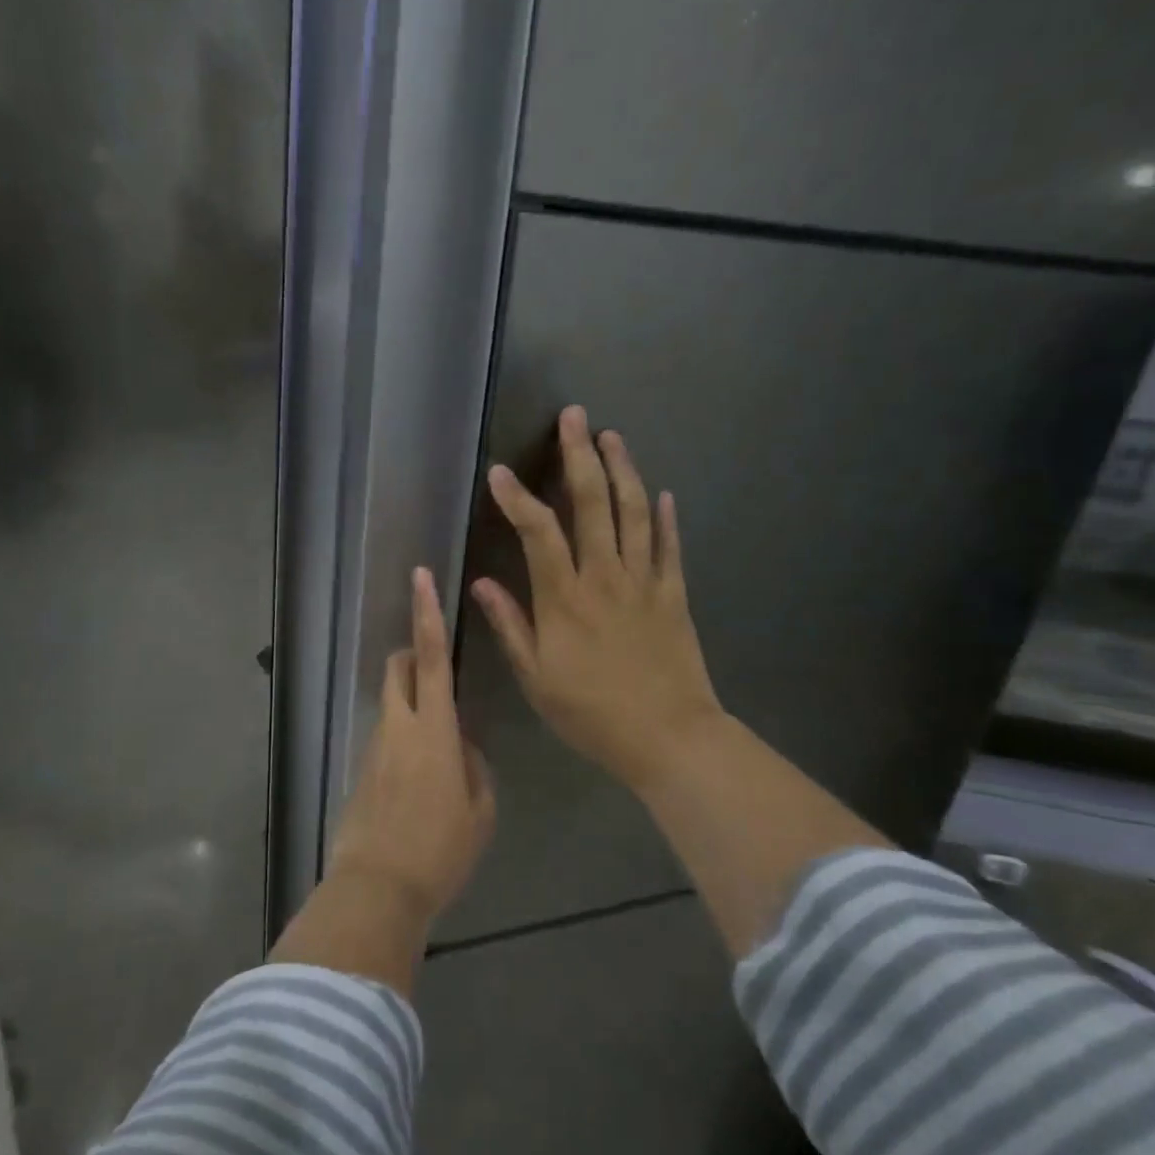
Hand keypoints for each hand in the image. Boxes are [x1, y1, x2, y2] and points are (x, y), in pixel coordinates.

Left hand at [325, 566, 495, 928]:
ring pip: (392, 703)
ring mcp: (374, 747)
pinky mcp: (361, 769)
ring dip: (412, 704)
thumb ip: (474, 767)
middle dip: (414, 654)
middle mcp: (398, 727)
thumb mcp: (480, 811)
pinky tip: (419, 784)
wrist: (377, 889)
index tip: (421, 576)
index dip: (427, 614)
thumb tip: (461, 747)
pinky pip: (386, 737)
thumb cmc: (439, 851)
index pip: (431, 658)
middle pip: (399, 669)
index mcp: (433, 730)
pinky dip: (403, 739)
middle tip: (436, 670)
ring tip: (438, 753)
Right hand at [472, 406, 722, 795]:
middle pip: (593, 504)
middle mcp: (604, 577)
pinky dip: (665, 516)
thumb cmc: (591, 713)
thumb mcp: (535, 678)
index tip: (500, 471)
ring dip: (623, 470)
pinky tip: (662, 492)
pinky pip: (670, 546)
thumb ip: (509, 625)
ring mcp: (644, 582)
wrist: (667, 737)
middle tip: (574, 417)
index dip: (517, 498)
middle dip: (580, 456)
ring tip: (612, 435)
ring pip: (634, 512)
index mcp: (564, 598)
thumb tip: (480, 583)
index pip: (537, 532)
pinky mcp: (674, 594)